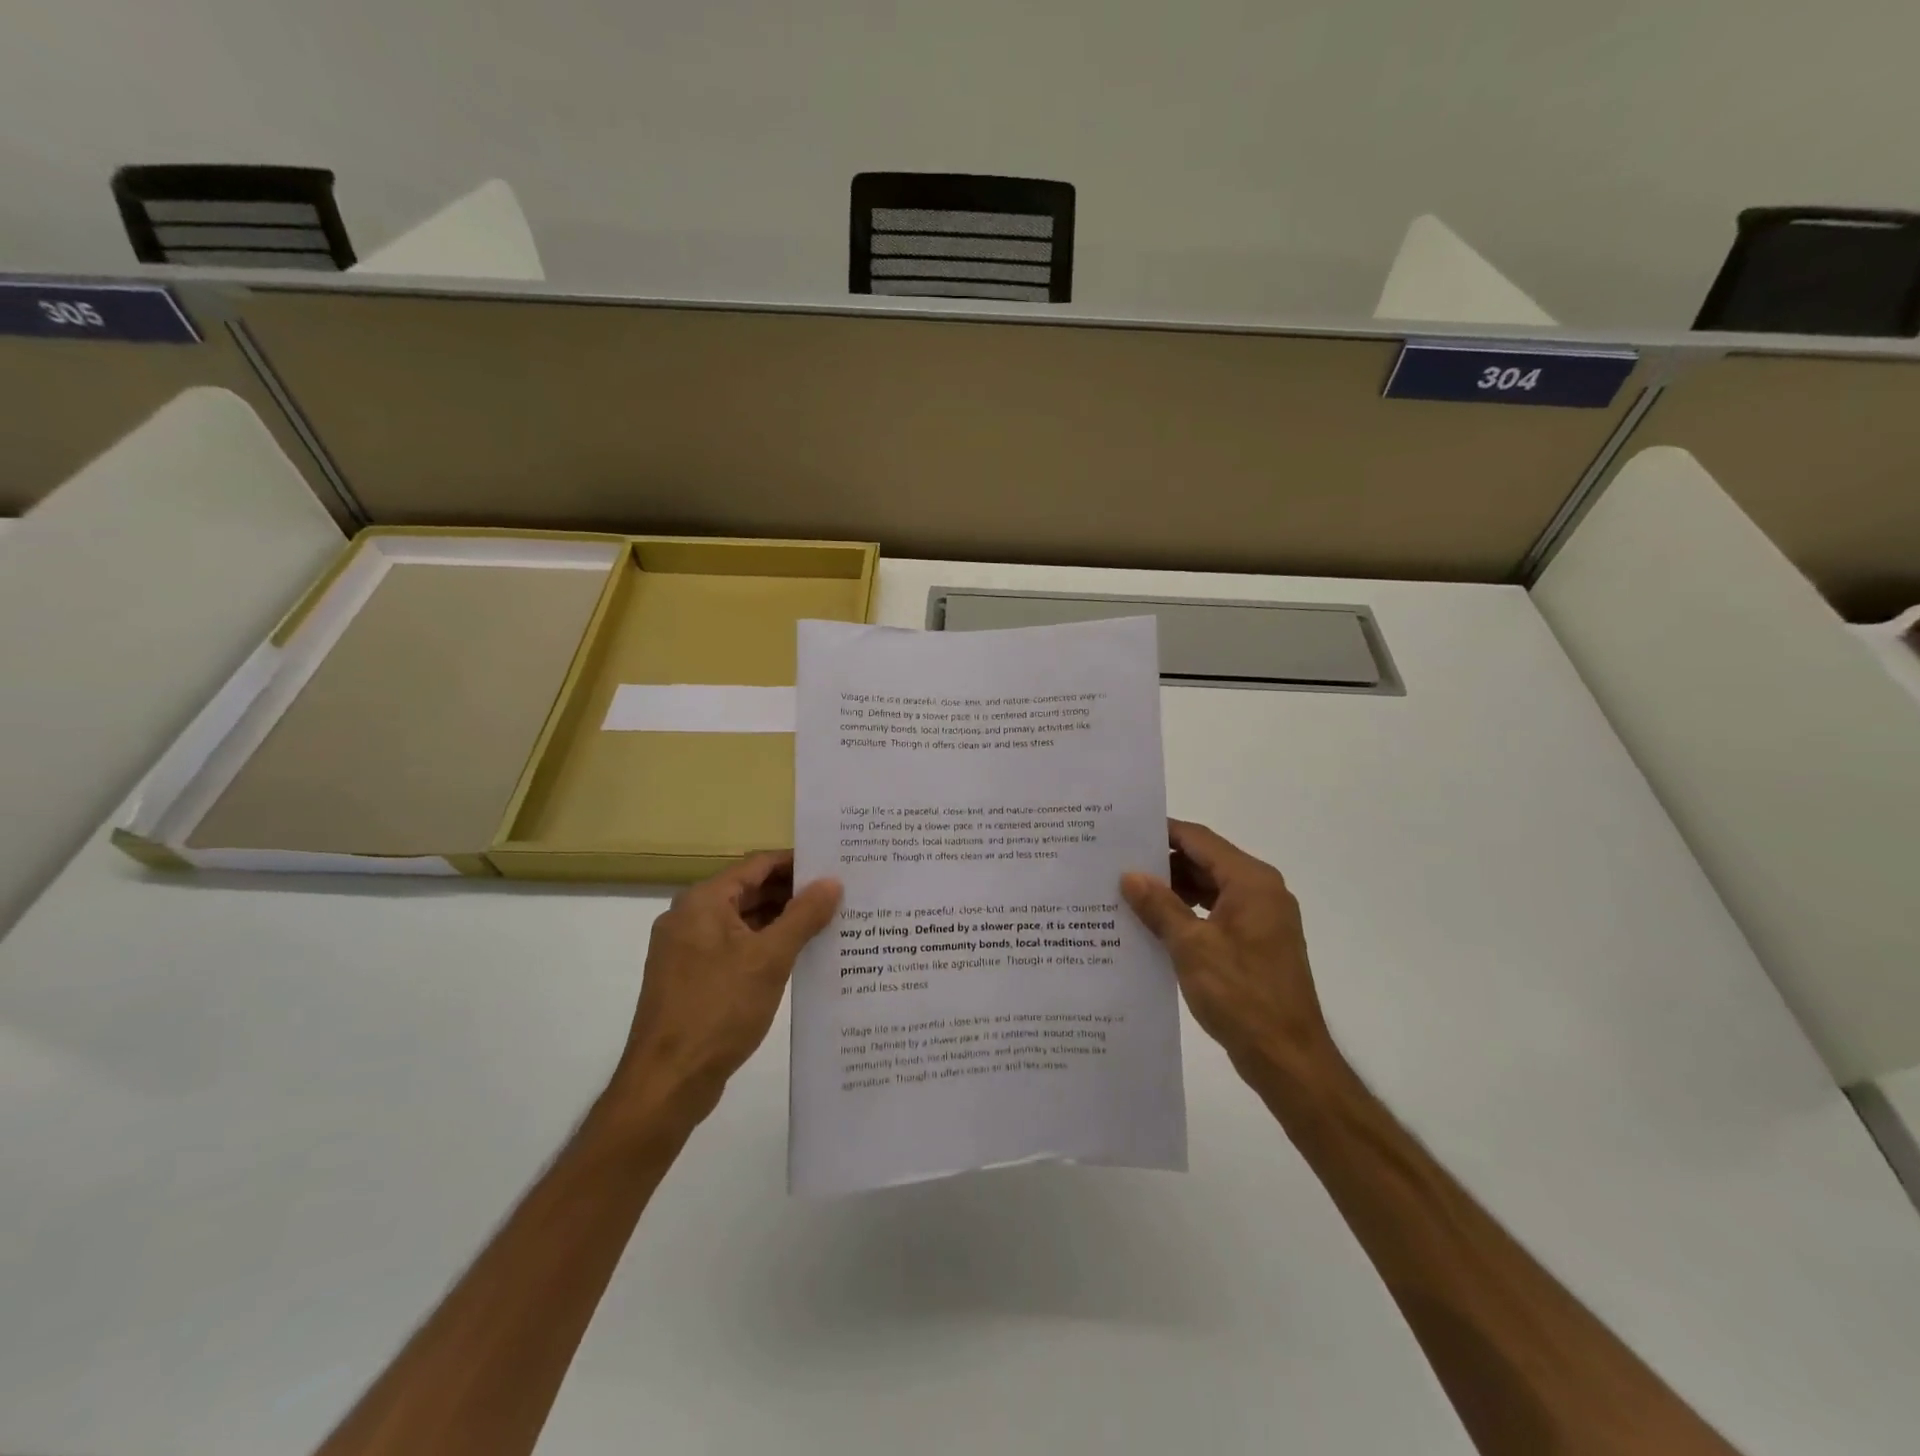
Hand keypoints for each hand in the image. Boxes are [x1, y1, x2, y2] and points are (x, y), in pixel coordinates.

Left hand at [609, 852, 841, 1123]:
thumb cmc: (719, 1009)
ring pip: (743, 922)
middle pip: (750, 891)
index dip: (797, 863)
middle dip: (793, 893)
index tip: (835, 866)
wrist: (667, 1081)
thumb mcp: (770, 958)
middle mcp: (690, 917)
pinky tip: (799, 958)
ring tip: (829, 923)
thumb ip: (803, 915)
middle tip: (840, 895)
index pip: (758, 864)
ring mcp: (687, 949)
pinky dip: (765, 947)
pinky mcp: (691, 978)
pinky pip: (735, 948)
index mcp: (703, 901)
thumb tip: (832, 882)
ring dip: (782, 922)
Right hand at [1121, 820, 1336, 1084]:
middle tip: (1116, 863)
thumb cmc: (1241, 994)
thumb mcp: (1191, 946)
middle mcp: (1261, 891)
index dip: (1162, 833)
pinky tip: (1154, 925)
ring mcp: (1261, 919)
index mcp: (1251, 882)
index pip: (1200, 840)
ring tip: (1127, 893)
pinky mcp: (1256, 944)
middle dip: (1163, 863)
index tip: (1124, 832)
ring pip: (1210, 889)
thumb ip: (1159, 906)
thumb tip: (1130, 875)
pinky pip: (1216, 914)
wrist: (1288, 1057)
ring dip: (1173, 890)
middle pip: (1205, 862)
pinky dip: (1187, 914)